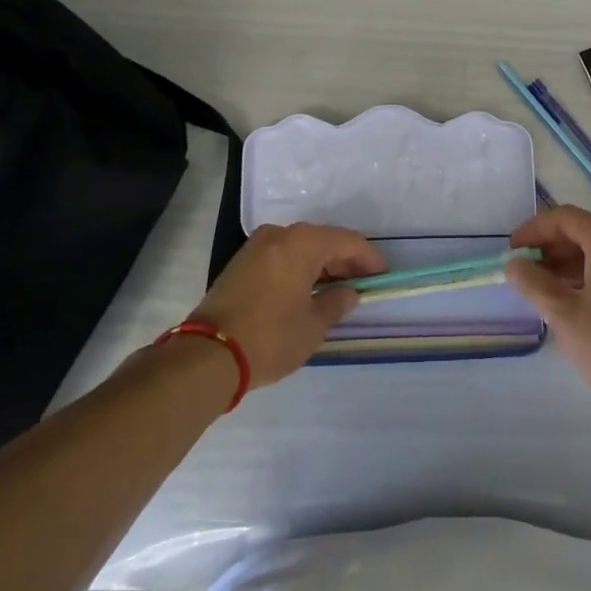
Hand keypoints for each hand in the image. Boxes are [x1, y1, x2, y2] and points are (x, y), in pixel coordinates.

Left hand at [185, 224, 381, 390]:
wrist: (207, 355)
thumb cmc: (270, 337)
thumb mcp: (313, 326)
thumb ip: (336, 303)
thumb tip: (349, 293)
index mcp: (302, 242)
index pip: (347, 242)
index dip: (369, 259)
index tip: (383, 277)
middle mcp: (279, 235)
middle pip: (323, 240)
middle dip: (345, 261)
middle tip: (363, 283)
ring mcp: (256, 247)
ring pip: (300, 248)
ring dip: (321, 265)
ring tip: (338, 289)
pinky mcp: (241, 263)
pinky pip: (281, 257)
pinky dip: (299, 268)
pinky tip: (308, 289)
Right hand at [505, 205, 590, 418]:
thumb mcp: (563, 313)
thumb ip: (534, 283)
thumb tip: (514, 264)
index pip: (564, 218)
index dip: (534, 229)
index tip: (513, 250)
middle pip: (583, 231)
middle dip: (551, 246)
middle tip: (526, 270)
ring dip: (568, 262)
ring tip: (545, 288)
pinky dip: (589, 275)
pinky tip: (574, 300)